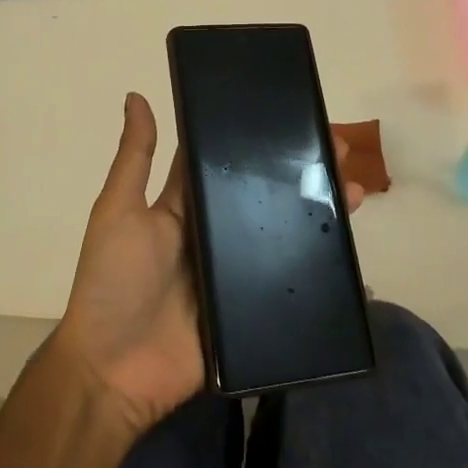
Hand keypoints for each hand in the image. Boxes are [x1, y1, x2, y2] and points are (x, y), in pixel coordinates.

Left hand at [54, 92, 364, 437]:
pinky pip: (288, 286)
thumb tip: (135, 94)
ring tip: (354, 192)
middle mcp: (214, 233)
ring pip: (284, 235)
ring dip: (318, 213)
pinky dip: (319, 272)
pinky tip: (352, 259)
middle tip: (341, 150)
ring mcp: (234, 274)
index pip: (227, 161)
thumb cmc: (112, 282)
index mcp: (186, 206)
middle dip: (301, 171)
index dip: (257, 138)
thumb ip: (135, 158)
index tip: (296, 115)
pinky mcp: (250, 312)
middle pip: (264, 196)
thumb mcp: (119, 211)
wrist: (113, 373)